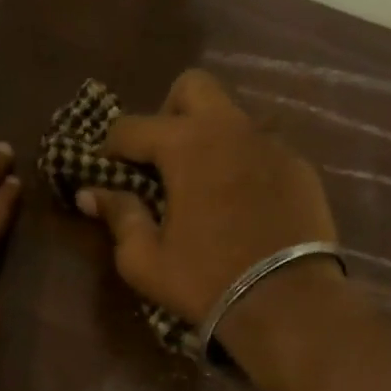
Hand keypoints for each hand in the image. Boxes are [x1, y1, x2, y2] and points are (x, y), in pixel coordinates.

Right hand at [76, 69, 341, 328]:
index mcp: (187, 144)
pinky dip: (243, 162)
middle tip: (161, 158)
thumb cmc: (206, 280)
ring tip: (203, 182)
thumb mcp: (145, 259)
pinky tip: (242, 201)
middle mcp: (230, 128)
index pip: (132, 126)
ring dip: (209, 136)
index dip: (110, 148)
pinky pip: (262, 147)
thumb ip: (118, 216)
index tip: (106, 172)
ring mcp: (271, 144)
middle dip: (168, 113)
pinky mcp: (300, 167)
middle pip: (192, 87)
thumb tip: (90, 193)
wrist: (288, 303)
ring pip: (232, 116)